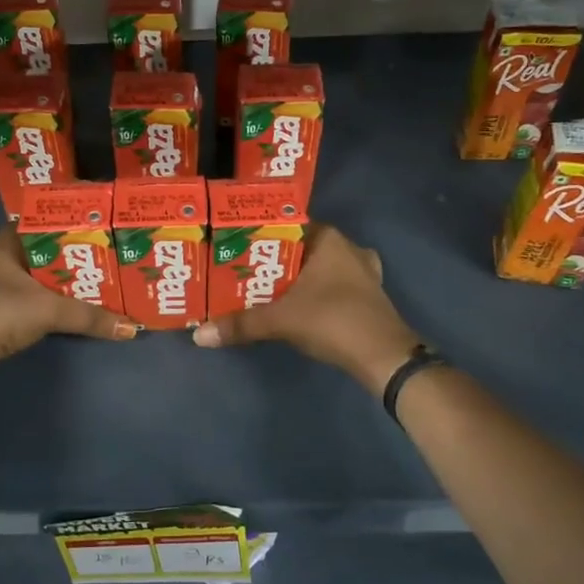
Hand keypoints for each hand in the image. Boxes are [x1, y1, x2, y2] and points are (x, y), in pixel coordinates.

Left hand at [0, 227, 137, 371]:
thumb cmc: (0, 313)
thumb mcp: (49, 309)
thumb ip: (90, 316)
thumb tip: (132, 328)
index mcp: (5, 245)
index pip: (38, 222)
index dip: (65, 222)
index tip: (94, 225)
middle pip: (42, 252)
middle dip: (71, 255)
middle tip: (105, 254)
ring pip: (38, 279)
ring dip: (62, 282)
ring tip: (98, 280)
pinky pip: (33, 301)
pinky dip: (52, 303)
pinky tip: (74, 307)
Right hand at [193, 224, 420, 395]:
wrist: (385, 357)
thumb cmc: (332, 321)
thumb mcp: (280, 320)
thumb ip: (240, 324)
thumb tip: (198, 336)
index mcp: (328, 239)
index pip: (286, 226)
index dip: (259, 237)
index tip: (234, 249)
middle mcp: (348, 247)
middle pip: (301, 248)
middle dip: (275, 261)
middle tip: (243, 273)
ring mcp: (364, 271)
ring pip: (320, 267)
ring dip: (298, 278)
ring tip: (266, 290)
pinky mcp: (370, 295)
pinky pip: (335, 285)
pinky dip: (317, 292)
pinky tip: (300, 306)